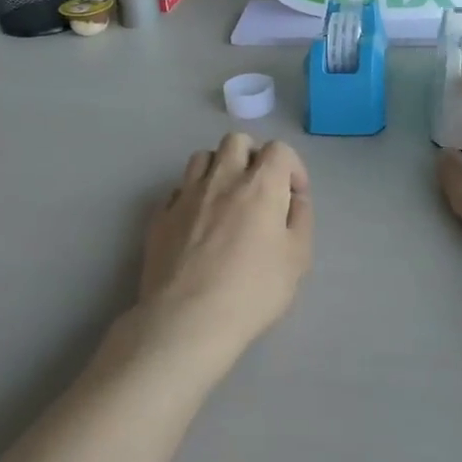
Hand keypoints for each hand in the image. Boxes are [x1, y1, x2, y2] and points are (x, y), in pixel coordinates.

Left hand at [136, 133, 313, 360]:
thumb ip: (301, 219)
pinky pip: (178, 189)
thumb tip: (293, 198)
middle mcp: (221, 179)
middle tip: (260, 190)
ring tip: (226, 199)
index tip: (293, 197)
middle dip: (253, 157)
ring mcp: (185, 195)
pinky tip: (198, 223)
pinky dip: (193, 195)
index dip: (292, 168)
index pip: (279, 149)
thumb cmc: (252, 291)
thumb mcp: (297, 259)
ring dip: (220, 169)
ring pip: (202, 158)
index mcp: (260, 185)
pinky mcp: (160, 215)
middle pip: (236, 141)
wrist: (187, 319)